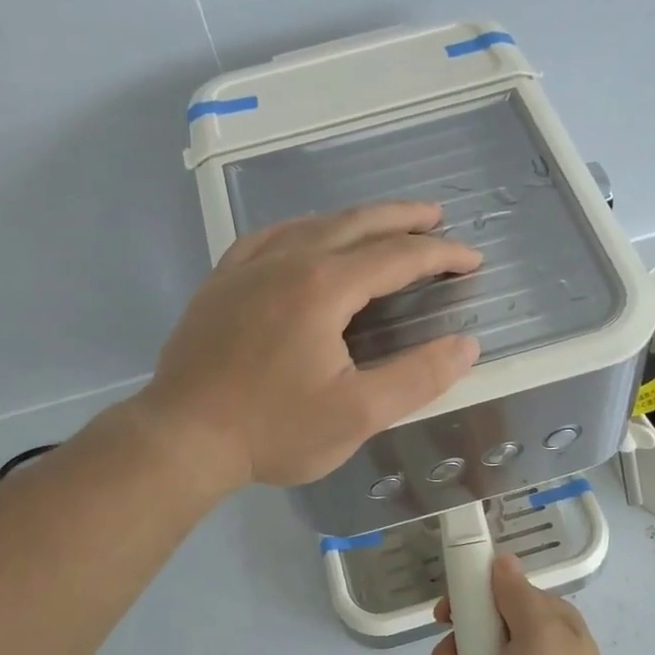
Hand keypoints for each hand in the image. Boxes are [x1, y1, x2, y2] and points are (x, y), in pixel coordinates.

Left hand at [142, 202, 481, 488]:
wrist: (181, 438)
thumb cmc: (274, 430)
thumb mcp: (358, 414)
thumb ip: (418, 377)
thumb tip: (465, 346)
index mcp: (323, 286)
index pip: (397, 256)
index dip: (441, 254)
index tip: (472, 260)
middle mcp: (286, 261)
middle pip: (356, 223)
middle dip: (403, 218)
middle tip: (438, 216)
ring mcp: (247, 267)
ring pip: (312, 224)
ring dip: (356, 220)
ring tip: (383, 224)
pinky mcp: (222, 282)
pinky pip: (270, 237)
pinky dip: (303, 228)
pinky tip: (306, 236)